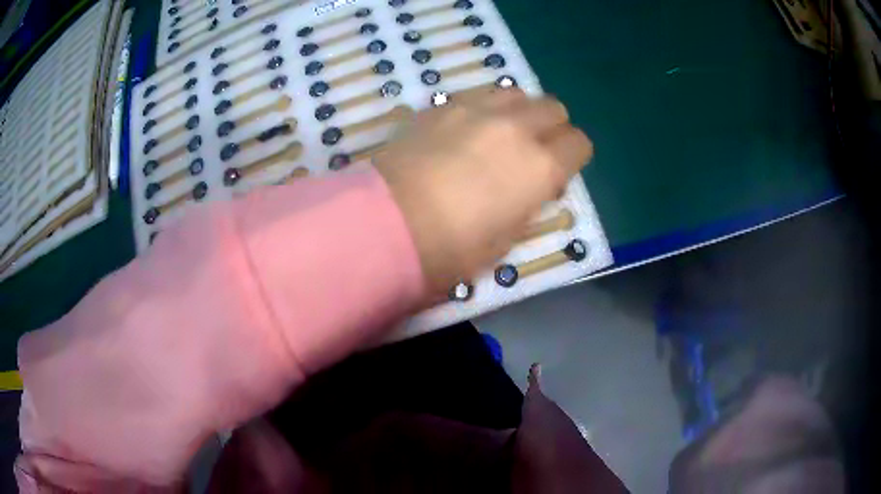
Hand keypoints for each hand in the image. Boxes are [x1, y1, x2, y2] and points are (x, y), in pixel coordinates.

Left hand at [374, 87, 592, 295]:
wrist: (386, 224)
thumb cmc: (451, 248)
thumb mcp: (505, 240)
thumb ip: (527, 205)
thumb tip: (530, 188)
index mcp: (541, 167)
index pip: (579, 144)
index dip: (574, 156)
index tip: (560, 170)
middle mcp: (517, 128)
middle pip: (553, 108)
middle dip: (552, 127)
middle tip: (534, 149)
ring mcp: (477, 110)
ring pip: (516, 93)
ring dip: (519, 110)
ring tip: (501, 133)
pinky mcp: (442, 106)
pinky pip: (478, 95)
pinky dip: (484, 108)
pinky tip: (466, 130)